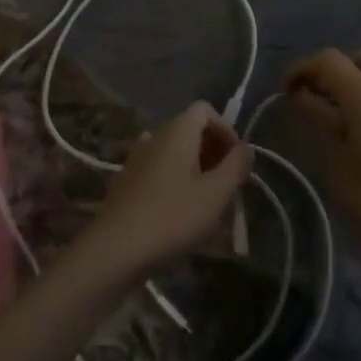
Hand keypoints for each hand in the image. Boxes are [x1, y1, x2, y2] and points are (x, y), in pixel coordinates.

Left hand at [76, 102, 254, 283]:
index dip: (225, 129)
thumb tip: (246, 148)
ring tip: (207, 199)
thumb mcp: (216, 194)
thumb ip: (236, 166)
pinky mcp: (126, 182)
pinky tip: (179, 211)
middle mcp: (154, 136)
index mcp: (177, 131)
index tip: (236, 160)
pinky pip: (159, 168)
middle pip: (190, 129)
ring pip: (174, 151)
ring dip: (195, 167)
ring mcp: (136, 159)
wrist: (114, 251)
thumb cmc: (172, 217)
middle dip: (213, 150)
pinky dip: (175, 179)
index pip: (205, 109)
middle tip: (227, 183)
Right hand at [286, 48, 360, 257]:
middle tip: (317, 95)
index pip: (329, 59)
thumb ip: (320, 118)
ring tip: (338, 113)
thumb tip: (303, 96)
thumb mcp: (336, 157)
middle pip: (359, 57)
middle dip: (335, 69)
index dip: (303, 67)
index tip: (286, 89)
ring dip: (355, 81)